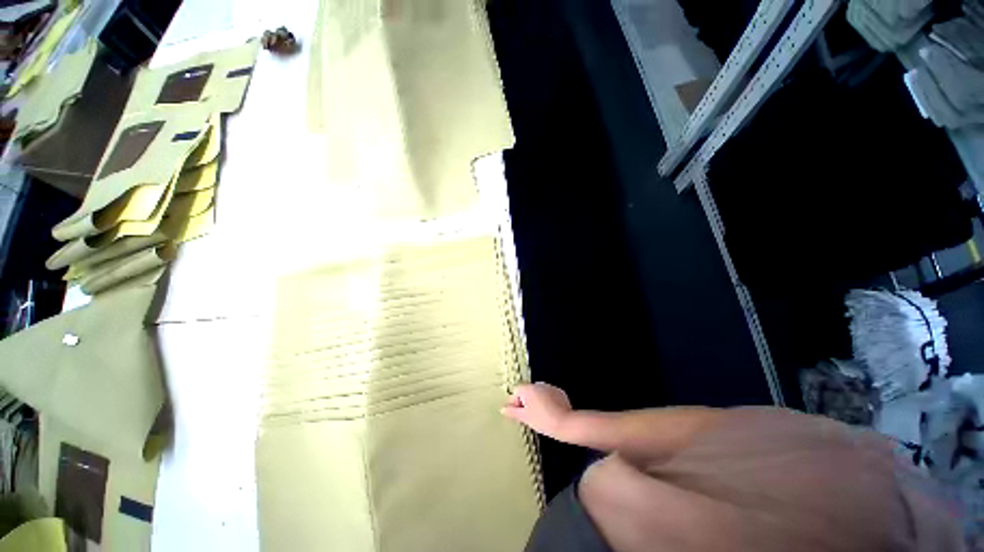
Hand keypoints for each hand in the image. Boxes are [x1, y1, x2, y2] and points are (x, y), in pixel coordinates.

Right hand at [501, 383, 572, 438]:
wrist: (565, 423)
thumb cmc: (542, 420)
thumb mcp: (524, 418)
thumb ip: (512, 412)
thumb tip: (503, 409)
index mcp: (528, 388)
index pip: (516, 391)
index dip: (515, 402)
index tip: (518, 413)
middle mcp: (538, 384)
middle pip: (527, 391)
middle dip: (526, 402)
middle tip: (528, 416)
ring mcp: (550, 387)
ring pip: (538, 393)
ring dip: (536, 401)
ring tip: (540, 416)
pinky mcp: (559, 392)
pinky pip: (549, 395)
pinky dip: (547, 401)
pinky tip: (550, 413)